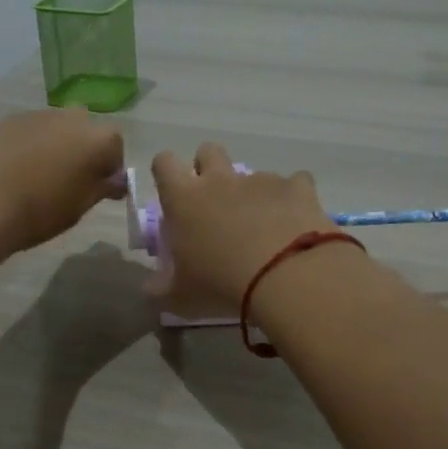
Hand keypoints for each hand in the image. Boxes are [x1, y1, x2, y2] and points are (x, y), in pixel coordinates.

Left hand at [0, 107, 126, 254]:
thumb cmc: (39, 211)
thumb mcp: (79, 207)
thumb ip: (102, 188)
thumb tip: (116, 180)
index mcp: (97, 138)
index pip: (115, 150)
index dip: (109, 170)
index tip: (98, 191)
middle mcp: (71, 117)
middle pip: (85, 133)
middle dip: (82, 153)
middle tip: (68, 183)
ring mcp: (36, 115)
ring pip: (55, 130)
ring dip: (54, 148)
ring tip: (36, 179)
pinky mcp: (5, 120)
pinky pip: (27, 133)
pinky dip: (27, 147)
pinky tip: (11, 172)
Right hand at [148, 143, 334, 314]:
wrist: (287, 276)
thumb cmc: (221, 284)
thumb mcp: (180, 297)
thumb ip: (160, 289)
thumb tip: (150, 289)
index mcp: (185, 199)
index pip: (164, 163)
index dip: (166, 172)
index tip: (172, 194)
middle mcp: (221, 180)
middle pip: (208, 151)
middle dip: (208, 168)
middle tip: (215, 204)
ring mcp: (261, 180)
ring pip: (252, 173)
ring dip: (253, 193)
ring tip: (263, 227)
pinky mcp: (297, 187)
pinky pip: (295, 183)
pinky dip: (293, 200)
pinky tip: (296, 224)